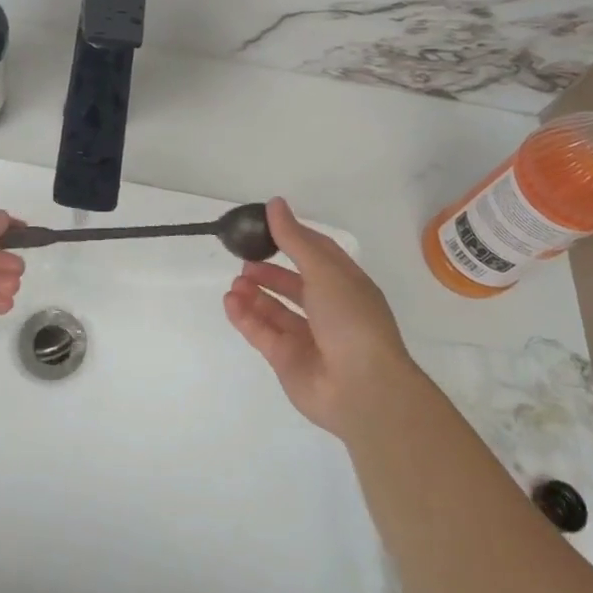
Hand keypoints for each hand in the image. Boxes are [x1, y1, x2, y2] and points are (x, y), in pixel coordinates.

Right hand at [224, 197, 418, 439]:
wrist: (362, 389)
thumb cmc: (350, 319)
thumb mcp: (323, 270)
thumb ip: (294, 239)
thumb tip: (275, 203)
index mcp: (346, 285)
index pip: (318, 254)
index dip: (293, 239)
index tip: (265, 226)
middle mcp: (329, 310)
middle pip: (294, 284)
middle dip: (268, 271)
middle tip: (243, 260)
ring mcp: (308, 338)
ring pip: (275, 310)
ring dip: (254, 294)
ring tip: (234, 283)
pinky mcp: (288, 361)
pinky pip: (262, 333)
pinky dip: (246, 317)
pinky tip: (230, 302)